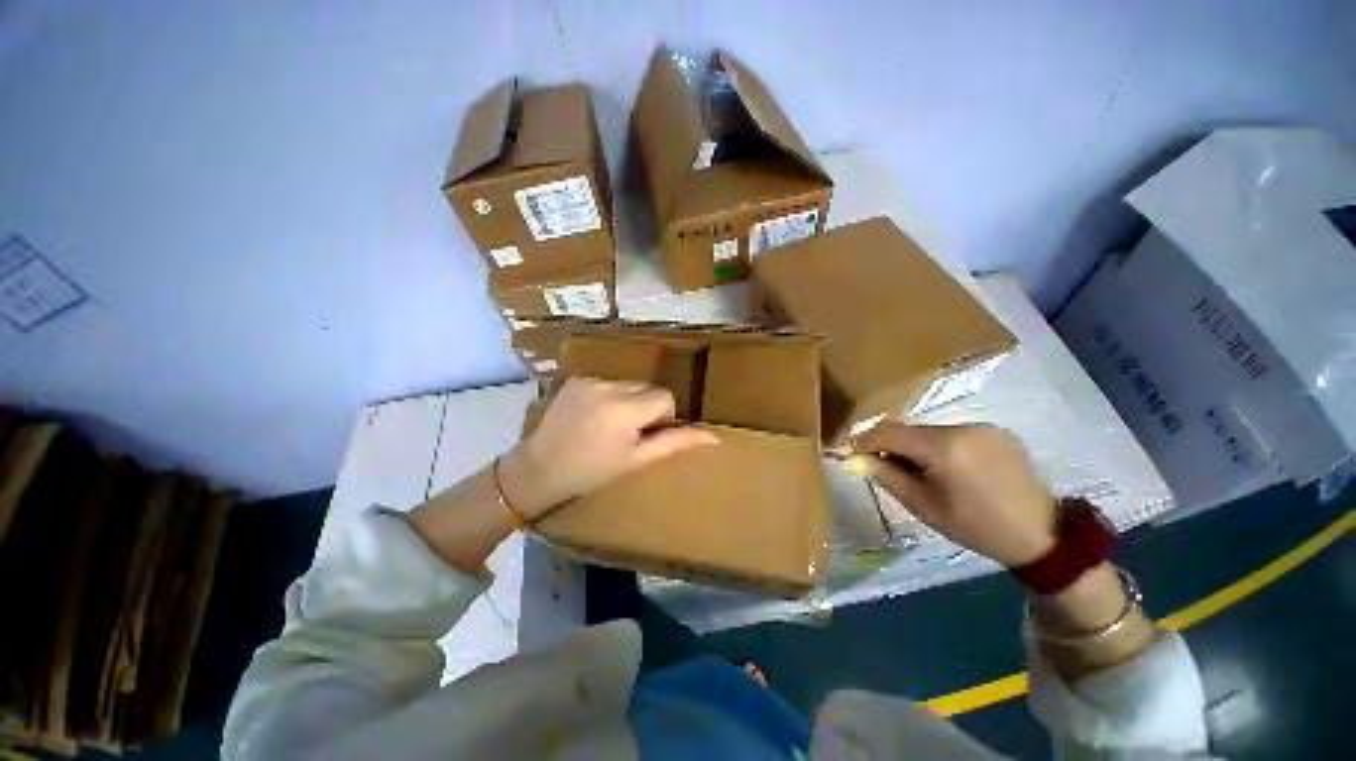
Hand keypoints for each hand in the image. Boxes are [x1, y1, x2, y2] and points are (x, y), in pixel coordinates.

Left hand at [499, 377, 719, 518]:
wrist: (539, 469)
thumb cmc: (593, 471)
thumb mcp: (637, 460)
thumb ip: (675, 442)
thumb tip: (714, 437)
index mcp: (626, 409)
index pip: (665, 396)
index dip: (661, 416)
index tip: (643, 435)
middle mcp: (608, 387)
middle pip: (647, 387)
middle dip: (645, 406)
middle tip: (626, 432)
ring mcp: (589, 380)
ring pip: (628, 383)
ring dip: (627, 400)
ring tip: (607, 425)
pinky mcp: (576, 379)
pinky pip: (607, 382)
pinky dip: (608, 396)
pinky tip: (592, 416)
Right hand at [852, 422, 1056, 566]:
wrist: (1041, 534)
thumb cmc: (975, 526)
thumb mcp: (923, 506)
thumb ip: (886, 476)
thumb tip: (857, 459)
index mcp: (943, 447)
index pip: (888, 432)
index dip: (865, 439)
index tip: (851, 451)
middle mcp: (962, 428)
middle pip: (909, 429)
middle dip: (891, 444)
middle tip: (885, 466)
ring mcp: (982, 427)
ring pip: (930, 431)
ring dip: (916, 445)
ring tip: (922, 472)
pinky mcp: (996, 431)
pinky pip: (954, 433)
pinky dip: (941, 446)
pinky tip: (951, 469)